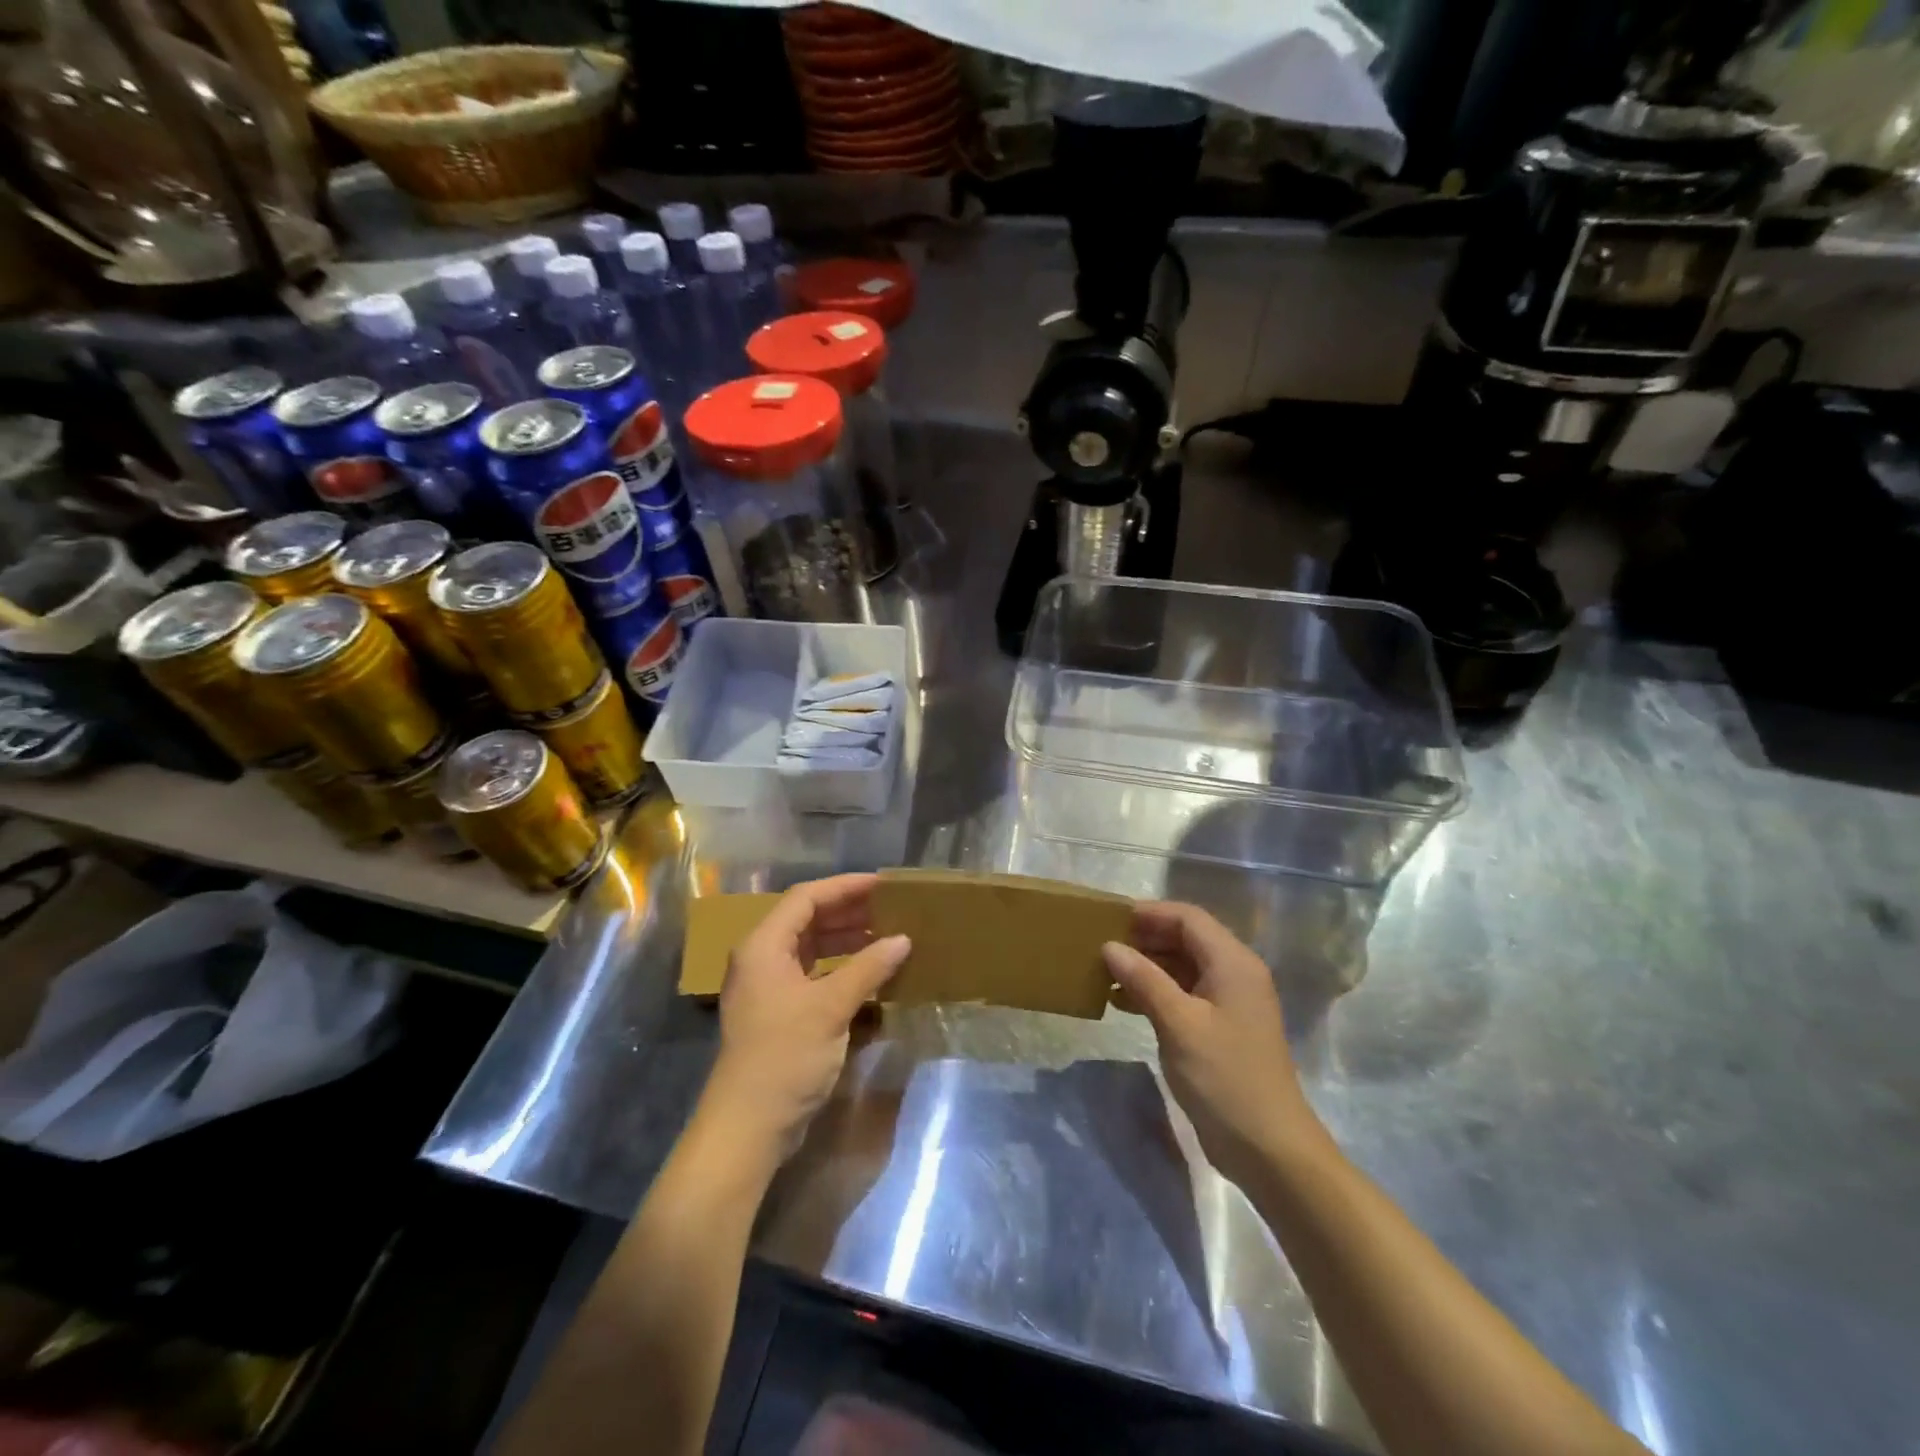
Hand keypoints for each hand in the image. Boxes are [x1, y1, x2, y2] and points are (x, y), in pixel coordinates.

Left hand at [706, 874, 909, 1158]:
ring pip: (812, 948)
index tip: (883, 884)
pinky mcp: (781, 1013)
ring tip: (888, 935)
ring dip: (847, 940)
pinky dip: (842, 968)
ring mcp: (770, 988)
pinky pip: (814, 975)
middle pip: (808, 920)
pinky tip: (872, 973)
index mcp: (764, 946)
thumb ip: (867, 968)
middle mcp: (763, 959)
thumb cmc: (784, 1056)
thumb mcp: (830, 1007)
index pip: (806, 898)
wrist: (748, 1127)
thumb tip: (903, 939)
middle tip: (891, 908)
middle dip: (849, 912)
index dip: (845, 887)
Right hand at [1104, 902, 1321, 1187]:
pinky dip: (1155, 991)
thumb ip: (1144, 980)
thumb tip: (1110, 946)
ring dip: (1146, 966)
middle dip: (1144, 938)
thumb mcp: (1179, 1024)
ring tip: (1104, 972)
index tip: (1109, 918)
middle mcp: (1235, 974)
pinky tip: (1122, 1002)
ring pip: (1182, 967)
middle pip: (1186, 939)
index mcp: (1233, 963)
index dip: (1149, 913)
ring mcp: (1229, 1003)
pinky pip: (1184, 994)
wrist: (1269, 1149)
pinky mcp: (1220, 1029)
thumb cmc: (1224, 1077)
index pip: (1188, 918)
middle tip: (1101, 944)